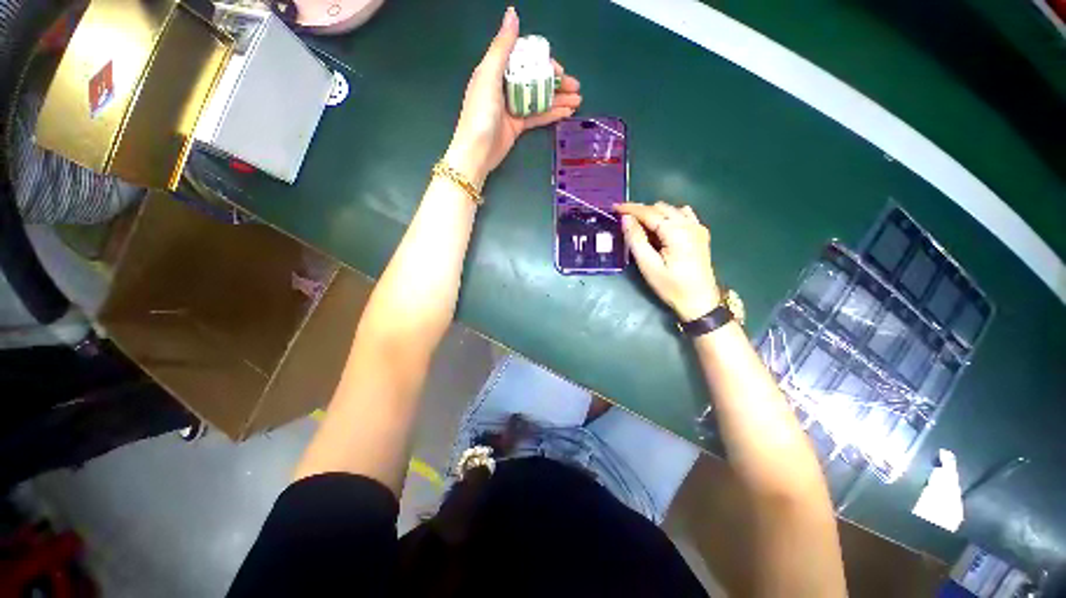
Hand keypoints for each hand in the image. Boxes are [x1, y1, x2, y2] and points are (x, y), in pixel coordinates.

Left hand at [445, 7, 581, 187]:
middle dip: (556, 82)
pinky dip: (552, 113)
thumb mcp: (488, 76)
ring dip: (559, 98)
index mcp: (496, 71)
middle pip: (535, 79)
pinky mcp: (517, 126)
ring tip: (578, 100)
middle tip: (575, 86)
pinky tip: (567, 112)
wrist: (476, 152)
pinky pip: (538, 116)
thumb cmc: (480, 113)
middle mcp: (505, 87)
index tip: (559, 69)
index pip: (524, 59)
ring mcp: (512, 107)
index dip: (543, 62)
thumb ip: (502, 47)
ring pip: (539, 98)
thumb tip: (512, 13)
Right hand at [616, 202, 720, 321]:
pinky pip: (682, 215)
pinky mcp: (700, 233)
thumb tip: (626, 219)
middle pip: (660, 208)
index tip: (614, 207)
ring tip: (640, 226)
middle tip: (623, 220)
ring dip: (654, 213)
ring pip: (671, 209)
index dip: (630, 208)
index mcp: (676, 231)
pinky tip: (661, 229)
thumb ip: (636, 240)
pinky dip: (667, 216)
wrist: (700, 301)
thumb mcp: (649, 266)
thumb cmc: (671, 286)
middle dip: (640, 211)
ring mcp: (697, 227)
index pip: (649, 212)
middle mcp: (689, 223)